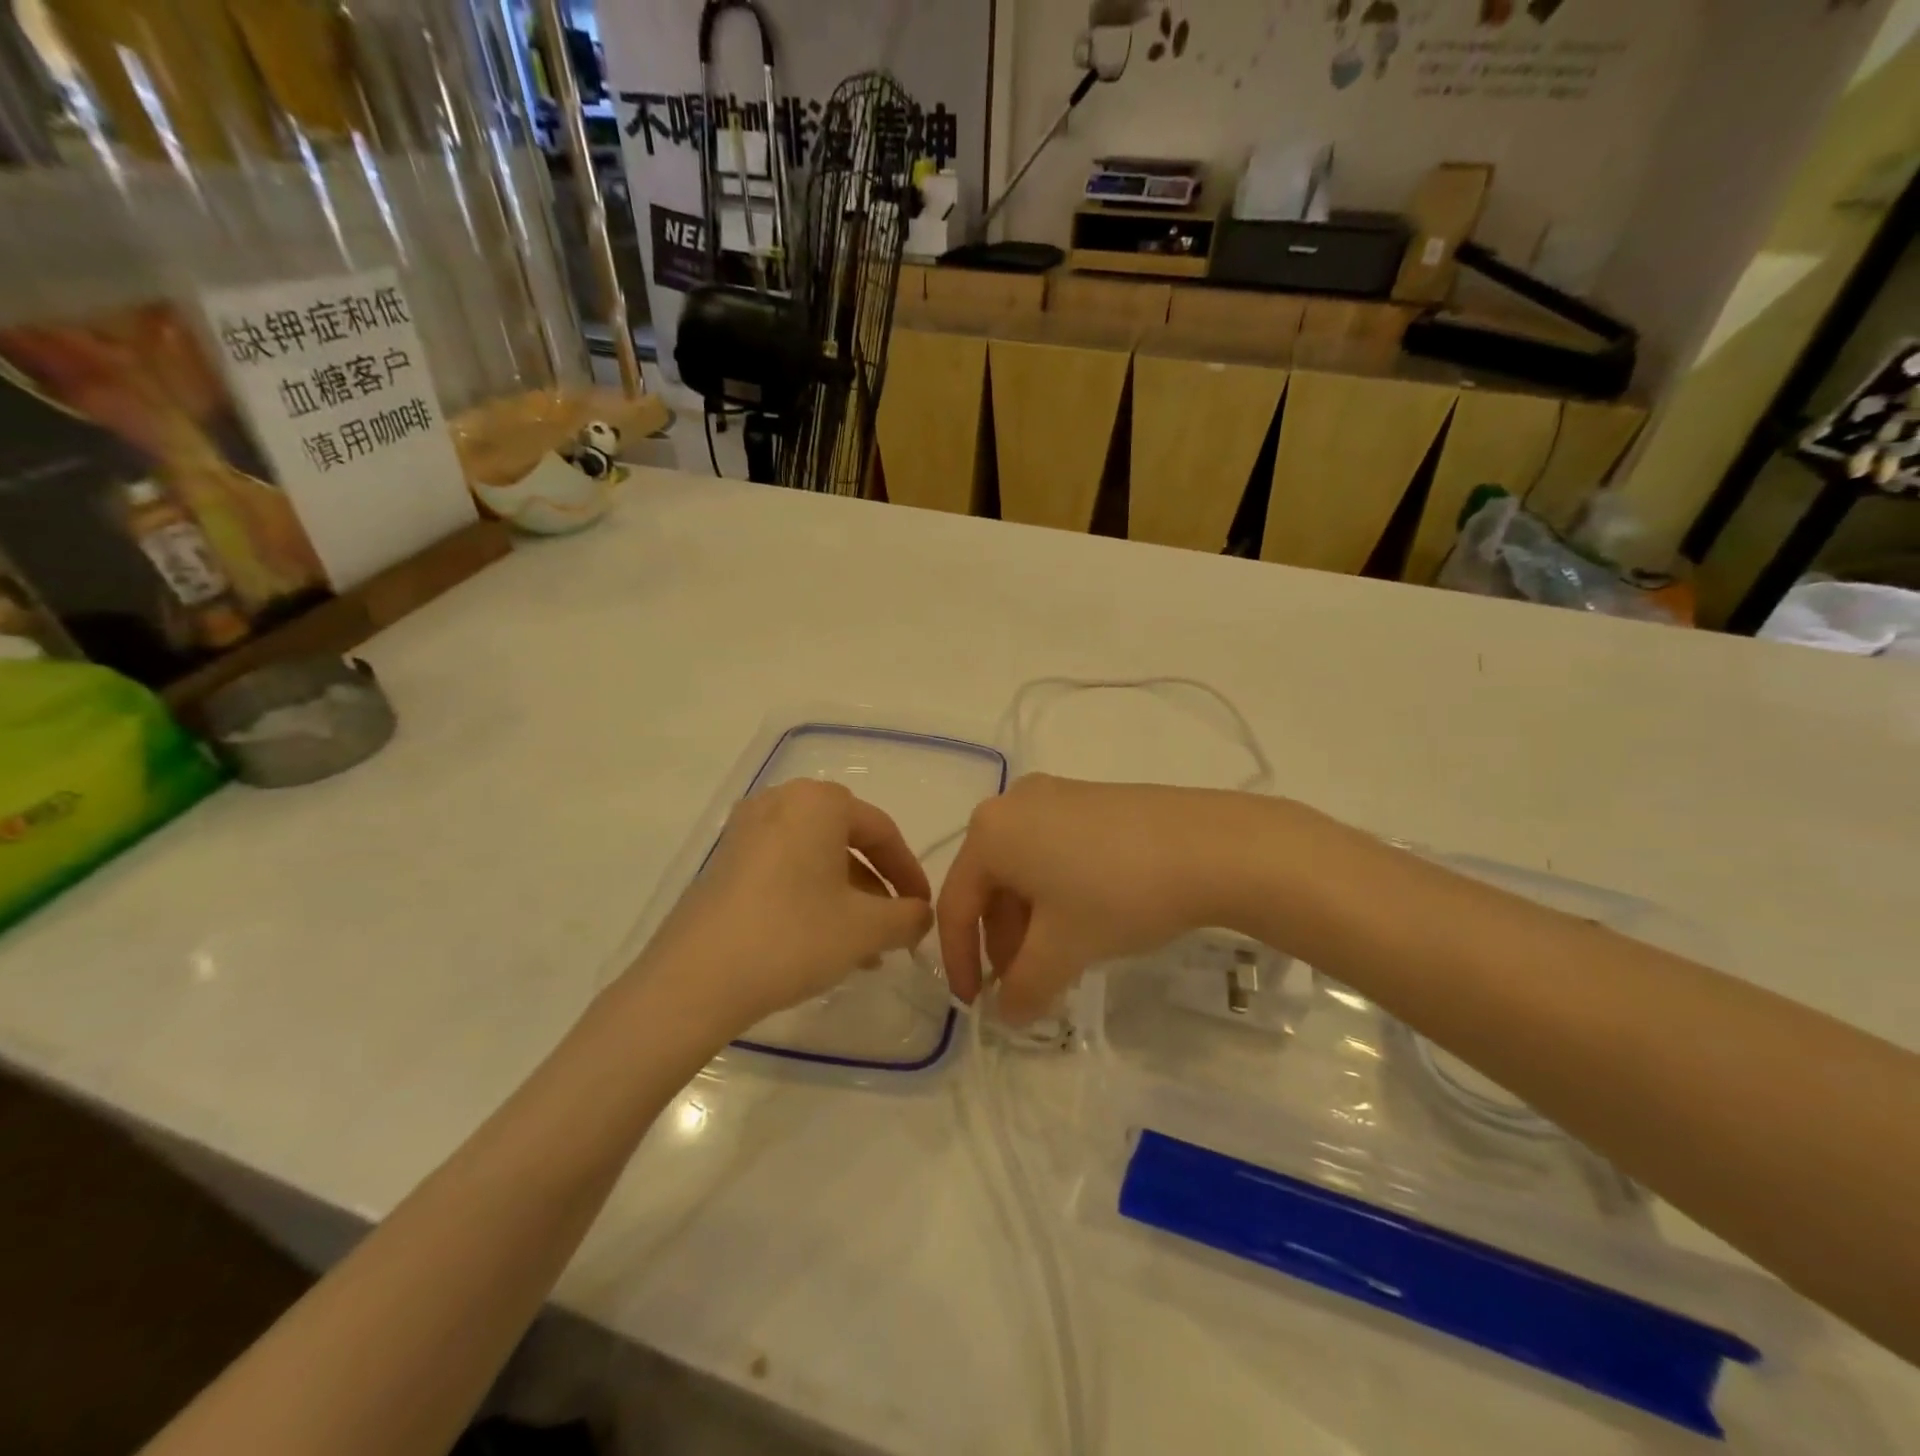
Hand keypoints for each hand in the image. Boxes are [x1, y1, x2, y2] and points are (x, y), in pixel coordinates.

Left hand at [638, 779, 933, 1034]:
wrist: (694, 979)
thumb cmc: (792, 936)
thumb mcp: (866, 929)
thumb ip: (908, 916)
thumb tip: (920, 914)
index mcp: (818, 802)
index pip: (882, 831)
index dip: (910, 873)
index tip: (923, 910)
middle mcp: (781, 802)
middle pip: (847, 842)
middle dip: (876, 888)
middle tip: (894, 927)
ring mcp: (746, 831)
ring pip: (815, 860)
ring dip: (846, 899)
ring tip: (863, 949)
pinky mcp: (724, 863)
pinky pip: (784, 871)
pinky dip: (811, 898)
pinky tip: (823, 943)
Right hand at [937, 775, 1246, 1023]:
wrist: (1210, 845)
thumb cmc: (1117, 893)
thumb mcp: (1063, 950)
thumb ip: (1023, 987)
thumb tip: (1007, 1013)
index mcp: (990, 832)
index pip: (957, 905)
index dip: (960, 961)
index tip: (974, 1004)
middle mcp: (1014, 804)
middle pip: (991, 884)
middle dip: (1002, 942)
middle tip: (1025, 985)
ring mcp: (1055, 796)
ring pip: (1024, 869)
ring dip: (1031, 923)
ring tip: (1060, 960)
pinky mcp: (1091, 799)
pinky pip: (1053, 851)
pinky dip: (1057, 895)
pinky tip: (1086, 921)